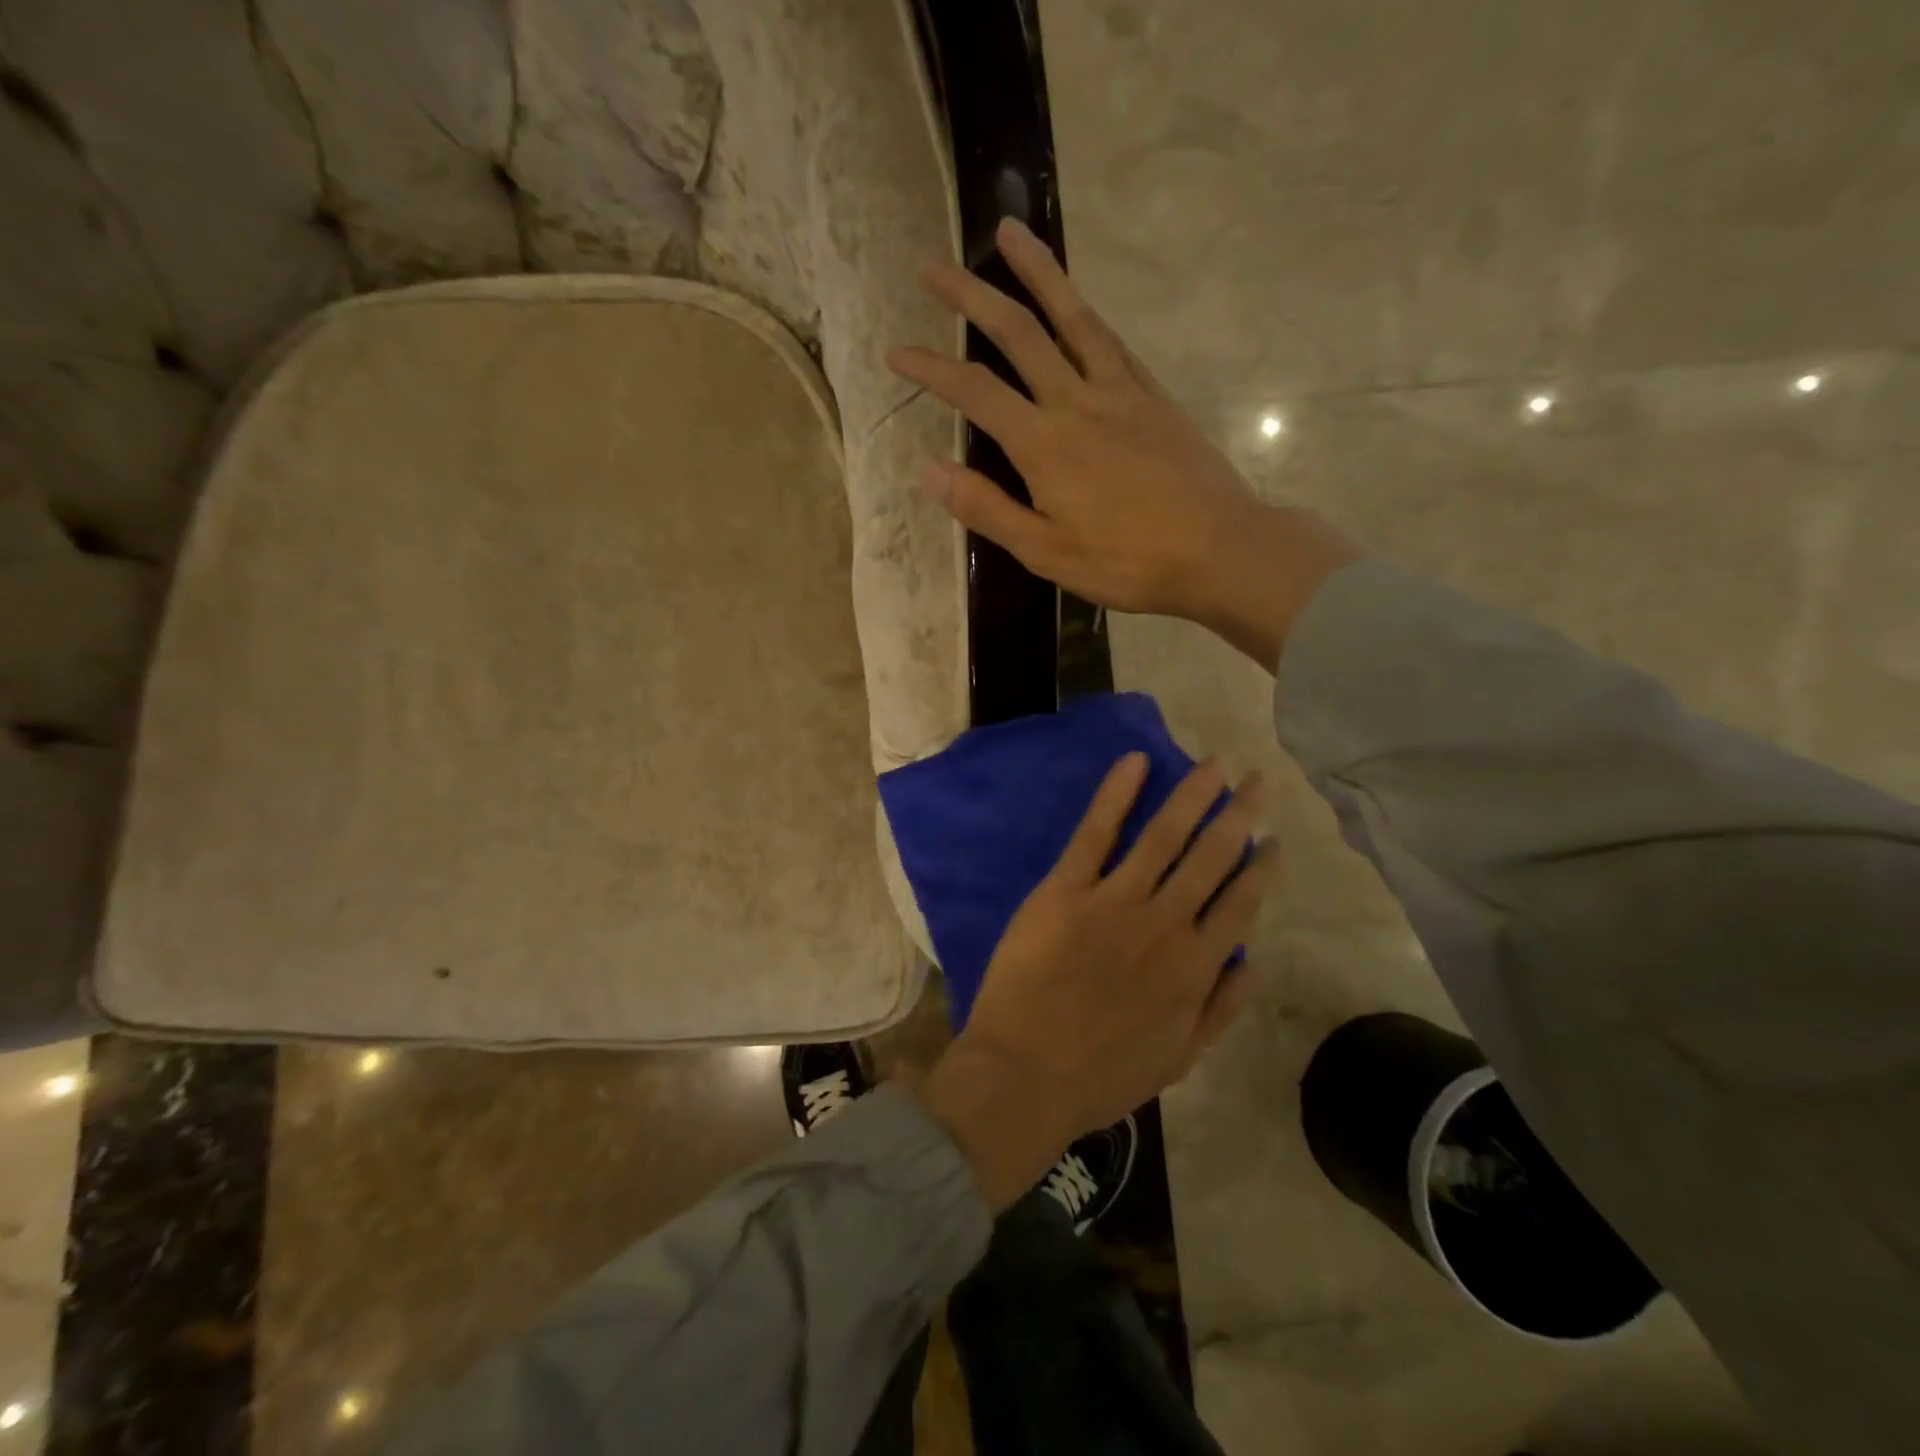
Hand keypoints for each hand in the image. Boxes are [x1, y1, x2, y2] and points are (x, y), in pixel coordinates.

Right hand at [887, 216, 1358, 669]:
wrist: (1218, 549)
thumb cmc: (1127, 561)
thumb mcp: (1046, 552)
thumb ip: (988, 509)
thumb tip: (930, 472)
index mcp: (1044, 444)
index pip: (975, 393)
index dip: (932, 369)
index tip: (897, 351)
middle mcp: (1077, 401)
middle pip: (1018, 334)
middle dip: (971, 296)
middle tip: (933, 266)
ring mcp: (1121, 392)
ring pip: (1072, 318)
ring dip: (1036, 272)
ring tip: (1009, 232)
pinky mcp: (1154, 396)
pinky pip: (1113, 341)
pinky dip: (1086, 312)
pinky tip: (1077, 303)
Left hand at [921, 753, 1278, 1209]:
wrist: (1025, 1076)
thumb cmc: (1101, 1075)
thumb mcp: (1178, 1059)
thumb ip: (1221, 1009)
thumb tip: (1254, 962)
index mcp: (1194, 967)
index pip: (1239, 904)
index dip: (1260, 869)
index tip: (1274, 839)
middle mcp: (1163, 924)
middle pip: (1210, 857)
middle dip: (1238, 816)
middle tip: (1257, 779)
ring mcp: (1113, 901)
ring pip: (1163, 836)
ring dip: (1192, 796)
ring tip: (1214, 765)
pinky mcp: (1065, 889)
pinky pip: (1096, 833)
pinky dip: (1116, 795)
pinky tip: (1136, 762)